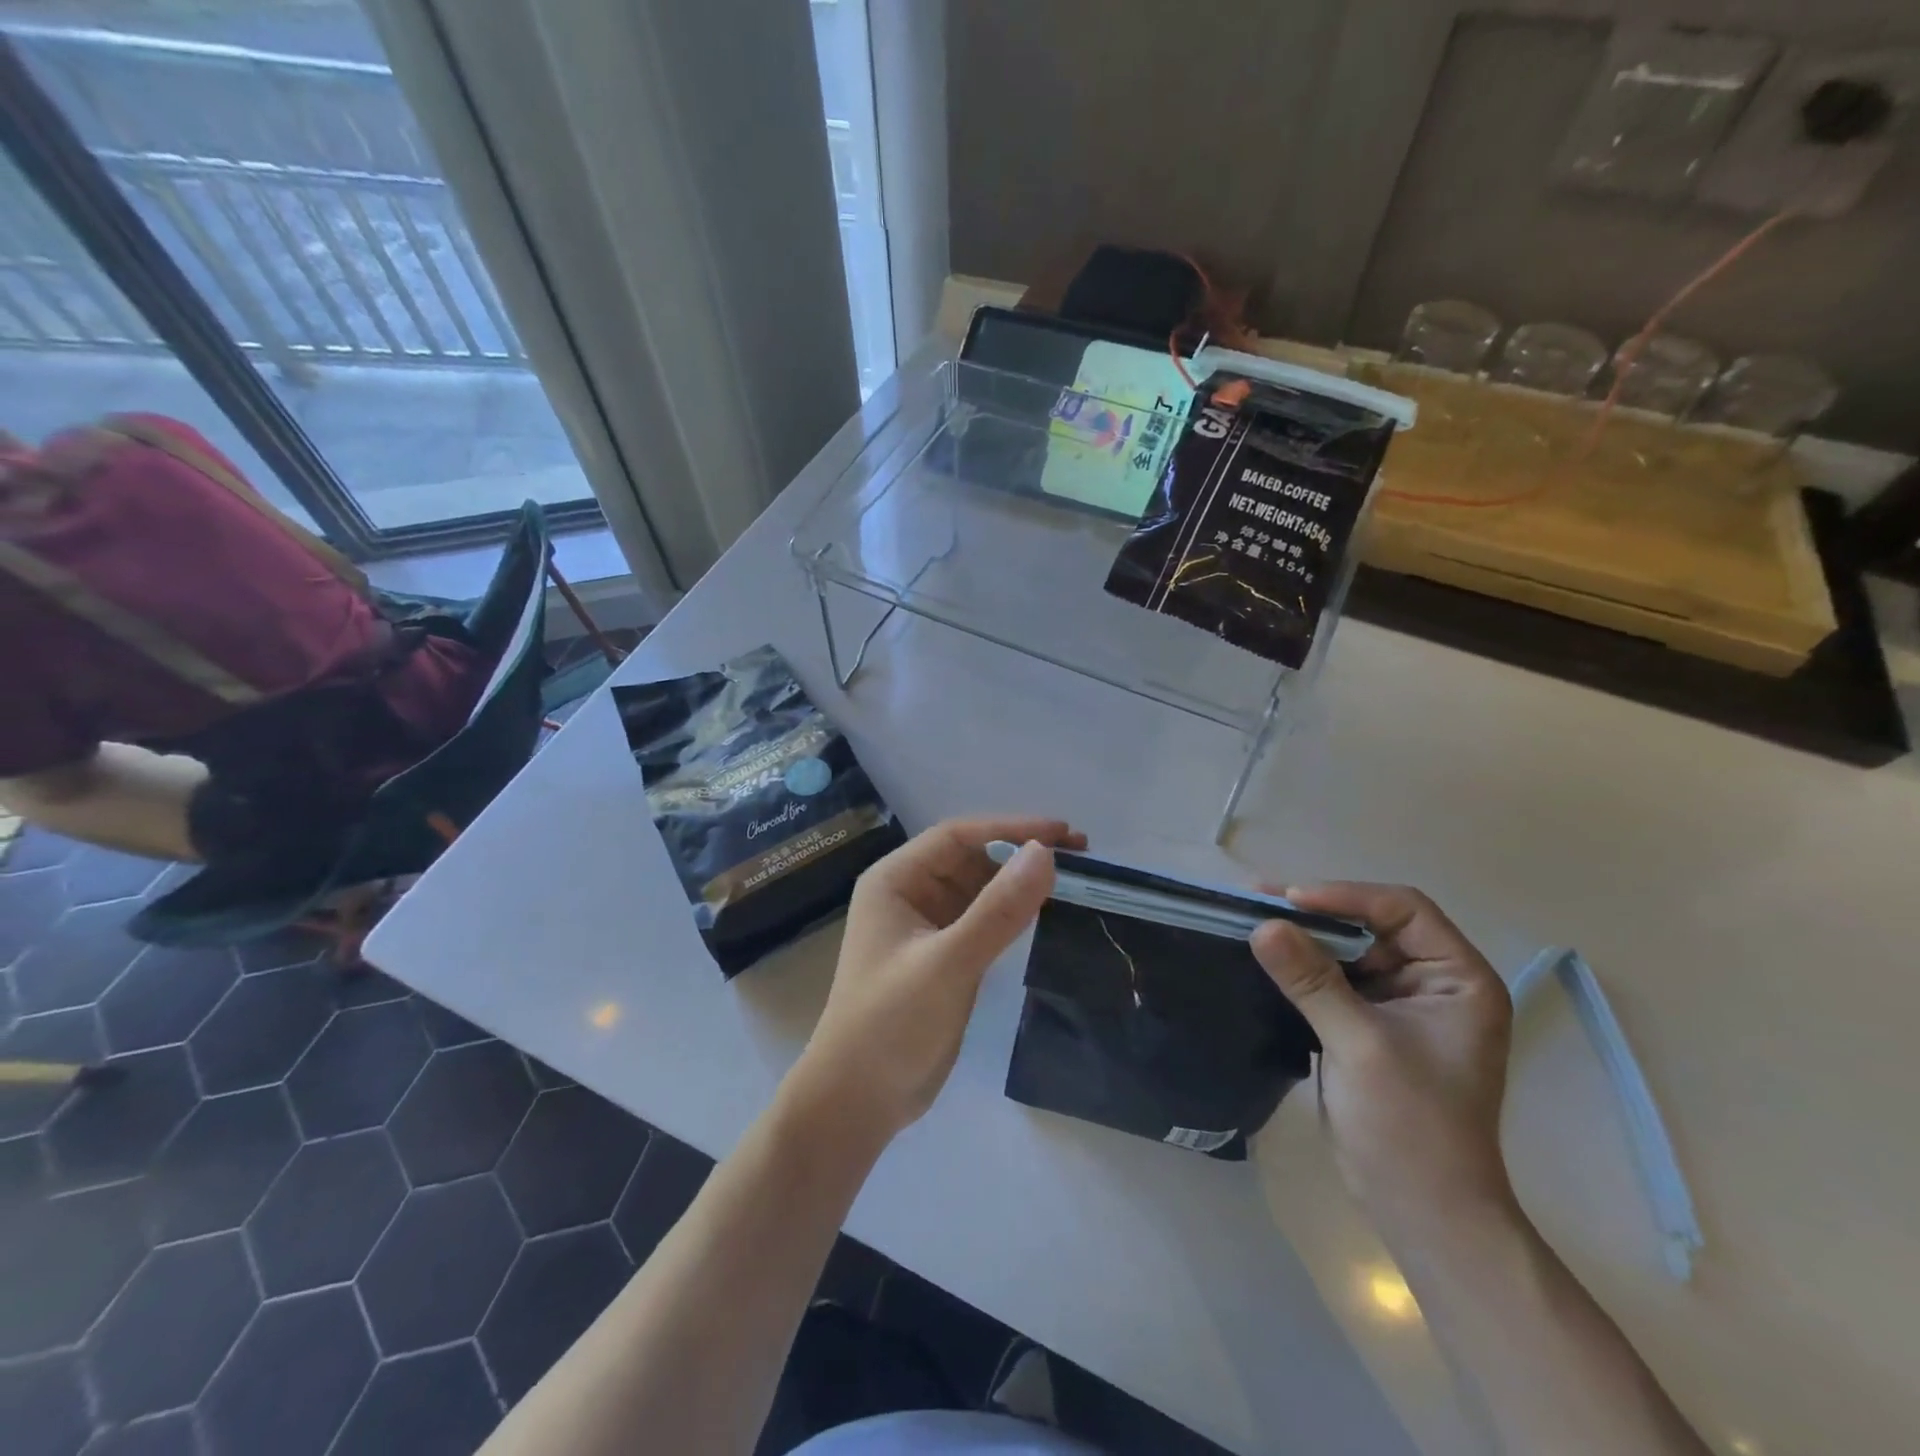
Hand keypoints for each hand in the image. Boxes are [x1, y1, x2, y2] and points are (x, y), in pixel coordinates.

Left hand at [790, 816, 1085, 1143]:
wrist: (857, 1101)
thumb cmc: (891, 1023)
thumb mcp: (948, 963)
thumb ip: (998, 910)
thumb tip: (1045, 853)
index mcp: (895, 880)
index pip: (958, 836)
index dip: (1011, 829)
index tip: (1063, 833)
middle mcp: (909, 894)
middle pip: (971, 858)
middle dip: (1020, 853)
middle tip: (1080, 856)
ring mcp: (925, 926)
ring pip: (979, 889)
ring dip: (1019, 882)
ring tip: (1071, 880)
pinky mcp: (942, 956)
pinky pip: (982, 920)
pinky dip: (1011, 913)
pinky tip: (1044, 913)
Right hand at [1250, 884, 1515, 1238]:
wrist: (1421, 1210)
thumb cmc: (1409, 1125)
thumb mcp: (1359, 1044)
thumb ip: (1312, 980)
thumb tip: (1263, 926)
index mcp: (1458, 979)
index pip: (1403, 910)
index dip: (1346, 896)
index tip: (1289, 900)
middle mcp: (1434, 982)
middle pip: (1372, 925)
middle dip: (1316, 913)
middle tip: (1256, 900)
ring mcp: (1402, 1005)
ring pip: (1348, 951)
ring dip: (1303, 938)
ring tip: (1251, 920)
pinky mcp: (1370, 1025)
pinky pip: (1334, 980)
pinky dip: (1301, 967)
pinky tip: (1265, 958)